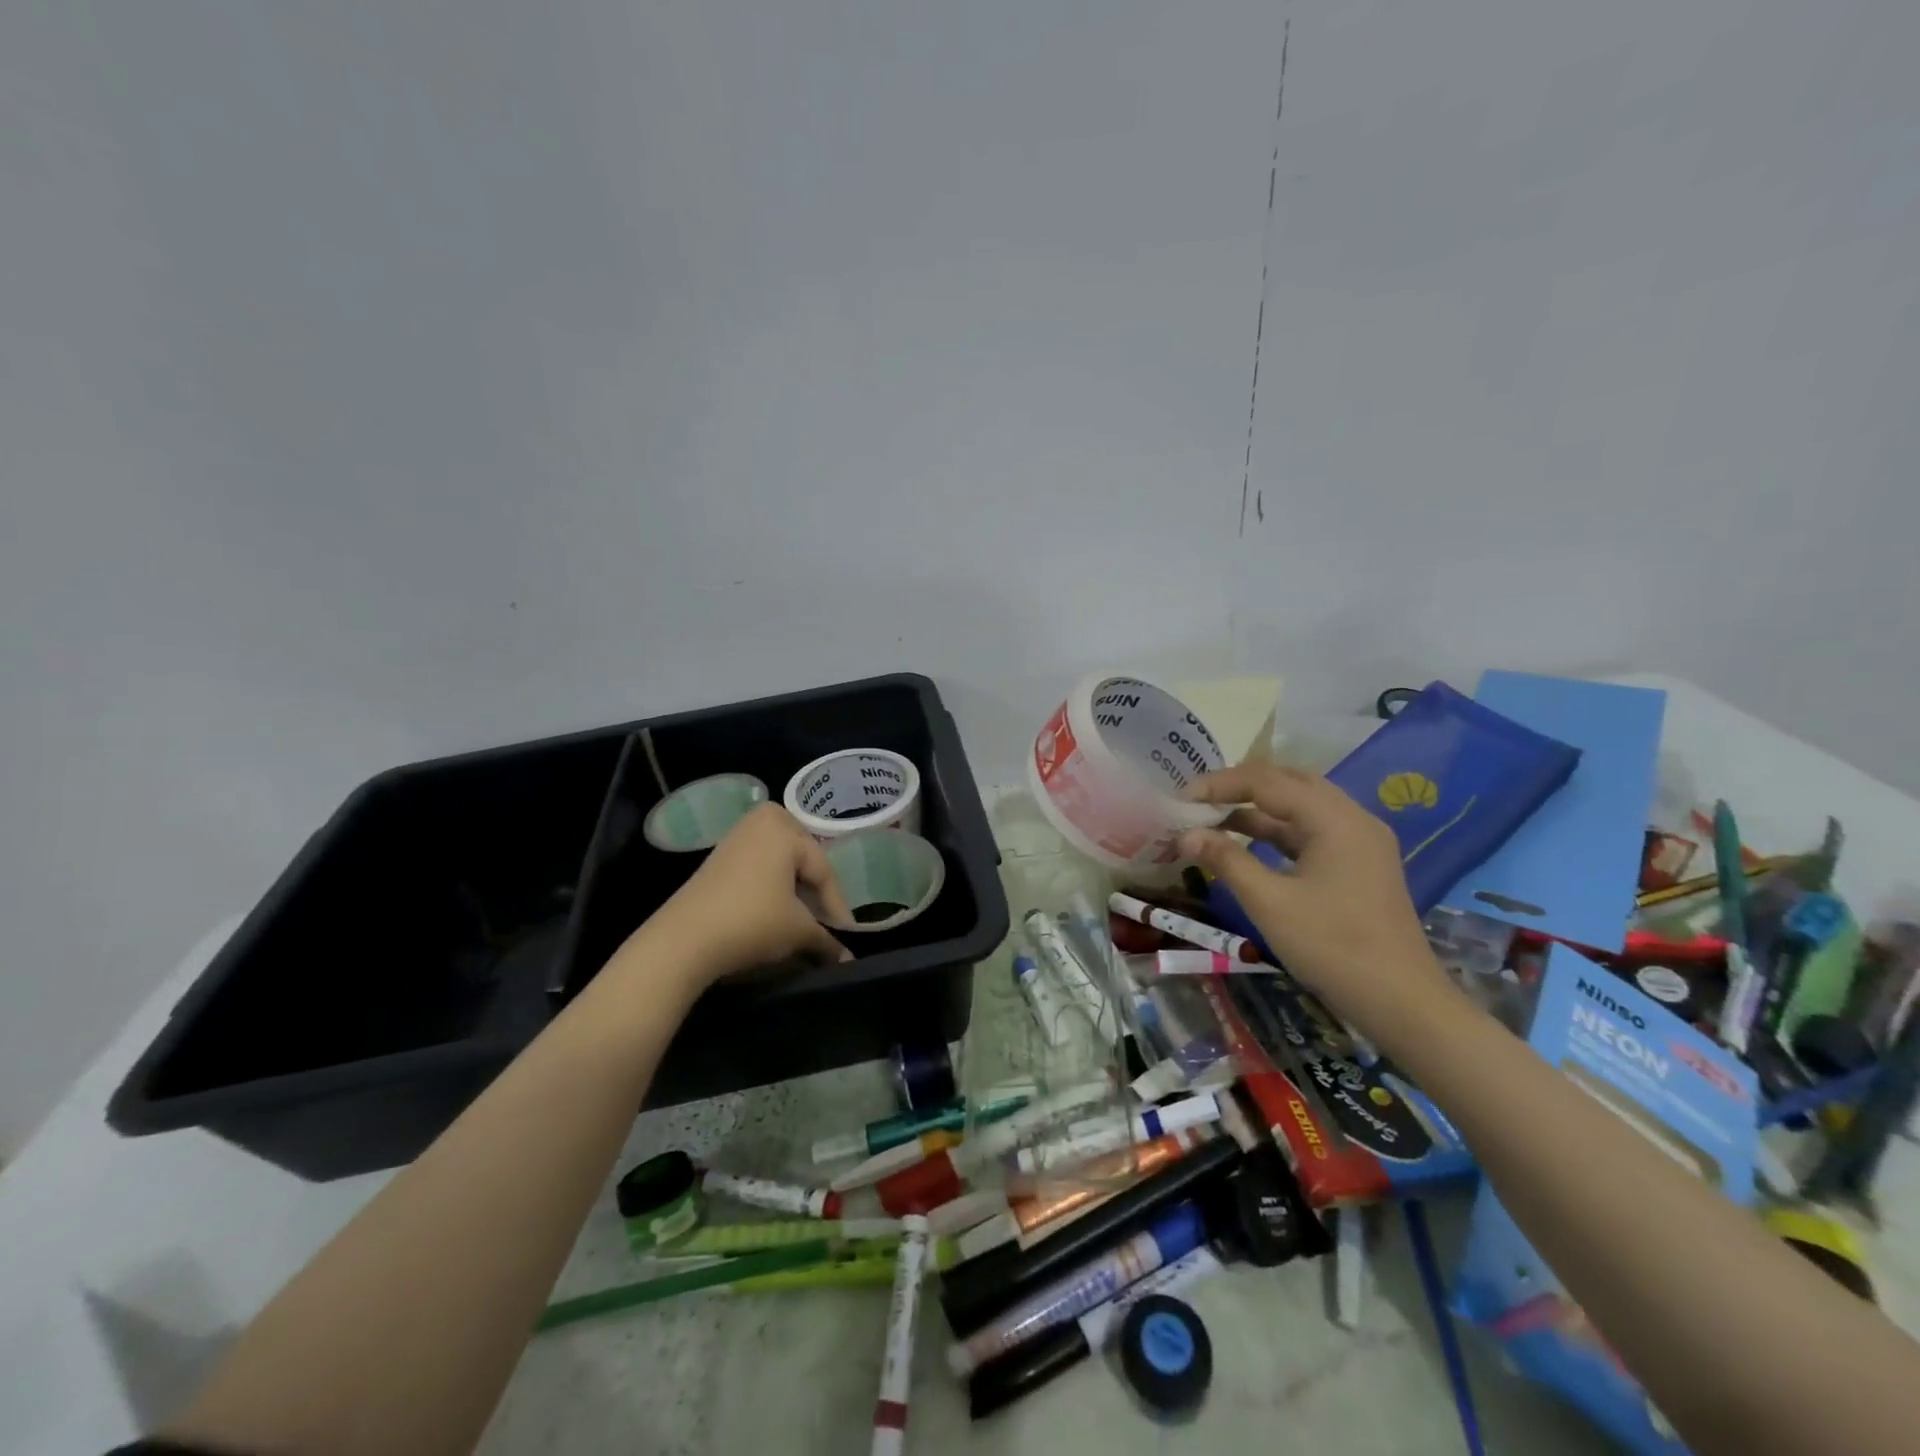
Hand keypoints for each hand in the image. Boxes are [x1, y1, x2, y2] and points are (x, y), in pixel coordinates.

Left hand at [646, 804, 853, 983]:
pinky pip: (757, 869)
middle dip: (816, 893)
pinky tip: (774, 915)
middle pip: (802, 860)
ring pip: (779, 865)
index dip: (837, 907)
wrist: (683, 941)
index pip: (823, 869)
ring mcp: (734, 839)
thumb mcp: (798, 931)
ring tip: (803, 922)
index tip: (846, 936)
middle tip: (826, 923)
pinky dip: (771, 890)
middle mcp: (760, 822)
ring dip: (794, 893)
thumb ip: (827, 940)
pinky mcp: (716, 861)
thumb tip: (847, 959)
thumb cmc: (752, 922)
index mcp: (783, 828)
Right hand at [1177, 765, 1448, 1038]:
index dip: (1220, 784)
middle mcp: (1351, 818)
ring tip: (1211, 820)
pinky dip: (1275, 832)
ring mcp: (1358, 842)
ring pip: (1299, 807)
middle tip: (1197, 801)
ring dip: (1255, 810)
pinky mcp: (1357, 864)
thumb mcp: (1270, 903)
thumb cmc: (1333, 948)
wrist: (1402, 1004)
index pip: (1267, 781)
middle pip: (1287, 783)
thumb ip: (1226, 860)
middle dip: (1239, 788)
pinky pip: (1309, 832)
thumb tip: (1186, 835)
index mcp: (1334, 819)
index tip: (1181, 799)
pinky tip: (1245, 844)